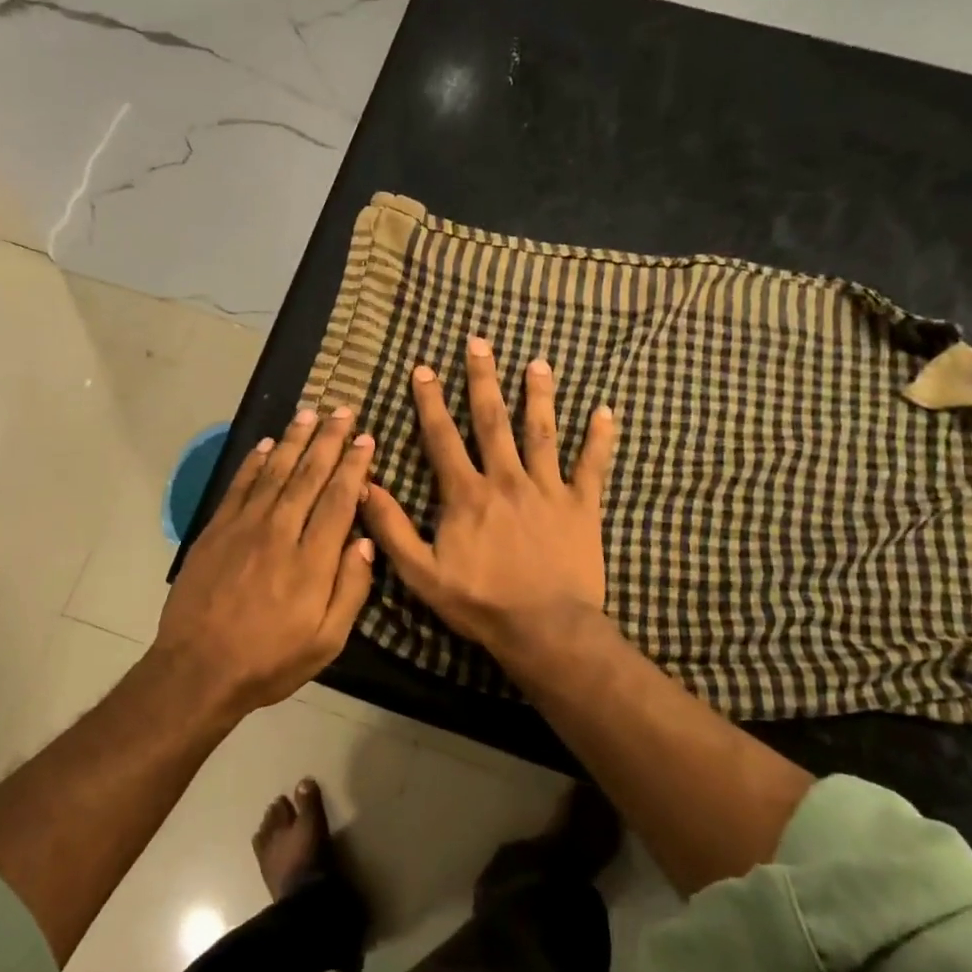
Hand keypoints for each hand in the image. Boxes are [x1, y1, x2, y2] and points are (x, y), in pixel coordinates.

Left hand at [155, 404, 376, 715]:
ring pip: (275, 472)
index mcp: (312, 559)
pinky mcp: (216, 530)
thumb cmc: (269, 660)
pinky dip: (254, 462)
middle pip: (309, 475)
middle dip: (329, 440)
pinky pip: (240, 486)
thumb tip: (365, 541)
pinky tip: (267, 444)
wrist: (198, 669)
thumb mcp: (327, 641)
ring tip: (310, 414)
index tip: (366, 439)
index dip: (355, 466)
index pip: (339, 499)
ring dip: (295, 440)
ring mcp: (244, 527)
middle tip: (343, 410)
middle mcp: (280, 531)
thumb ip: (351, 588)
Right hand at [360, 336, 617, 672]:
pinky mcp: (582, 505)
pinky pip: (592, 466)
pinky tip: (606, 410)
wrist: (545, 629)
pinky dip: (600, 438)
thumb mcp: (421, 573)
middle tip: (479, 342)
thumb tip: (365, 484)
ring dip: (539, 395)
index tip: (423, 368)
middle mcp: (507, 479)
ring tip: (538, 363)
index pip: (443, 437)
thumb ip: (392, 527)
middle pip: (492, 420)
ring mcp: (548, 489)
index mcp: (467, 494)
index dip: (430, 401)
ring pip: (542, 433)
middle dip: (483, 379)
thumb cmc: (480, 602)